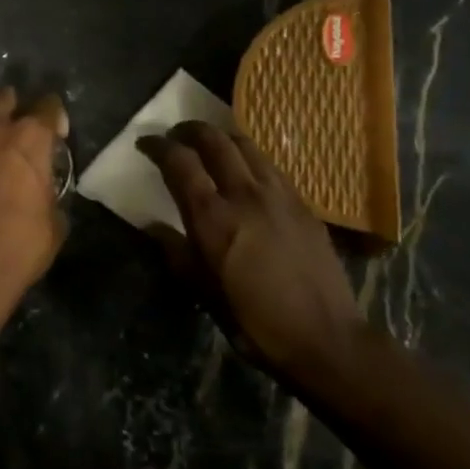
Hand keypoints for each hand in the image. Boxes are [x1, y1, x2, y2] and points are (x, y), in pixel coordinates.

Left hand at [0, 87, 68, 303]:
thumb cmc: (17, 248)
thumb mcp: (53, 226)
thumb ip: (47, 196)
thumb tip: (40, 193)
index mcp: (28, 141)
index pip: (47, 108)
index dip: (54, 116)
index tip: (55, 131)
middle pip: (0, 98)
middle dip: (8, 105)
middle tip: (10, 122)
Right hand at [138, 121, 362, 380]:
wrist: (324, 338)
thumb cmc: (253, 321)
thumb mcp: (203, 292)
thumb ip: (175, 252)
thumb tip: (152, 227)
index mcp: (213, 217)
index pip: (179, 162)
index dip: (158, 146)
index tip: (145, 144)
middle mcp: (245, 194)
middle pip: (214, 140)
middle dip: (190, 130)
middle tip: (176, 136)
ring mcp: (279, 194)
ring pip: (246, 145)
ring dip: (221, 138)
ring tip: (210, 145)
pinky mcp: (303, 203)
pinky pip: (270, 165)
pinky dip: (249, 157)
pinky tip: (246, 171)